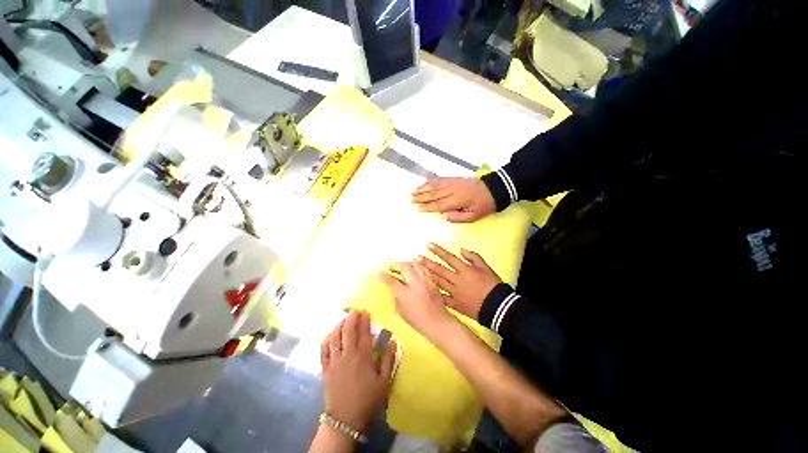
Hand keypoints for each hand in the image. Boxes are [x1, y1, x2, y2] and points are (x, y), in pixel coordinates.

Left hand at [320, 311, 396, 431]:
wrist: (345, 420)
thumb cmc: (367, 400)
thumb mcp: (384, 382)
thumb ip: (388, 360)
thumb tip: (393, 341)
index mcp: (363, 357)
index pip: (363, 333)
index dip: (364, 321)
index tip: (366, 312)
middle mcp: (347, 355)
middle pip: (348, 331)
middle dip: (351, 318)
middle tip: (355, 311)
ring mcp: (334, 361)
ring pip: (334, 337)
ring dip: (339, 325)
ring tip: (344, 319)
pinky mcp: (326, 369)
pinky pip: (324, 350)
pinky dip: (327, 339)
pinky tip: (330, 335)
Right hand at [379, 262, 453, 337]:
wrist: (437, 322)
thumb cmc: (417, 320)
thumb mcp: (401, 311)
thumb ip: (397, 298)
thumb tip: (395, 290)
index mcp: (405, 293)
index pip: (392, 281)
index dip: (384, 276)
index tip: (380, 273)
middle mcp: (415, 284)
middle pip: (404, 268)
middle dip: (396, 266)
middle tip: (393, 268)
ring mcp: (425, 281)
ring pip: (415, 265)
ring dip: (408, 264)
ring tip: (404, 266)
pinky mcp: (432, 281)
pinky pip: (424, 269)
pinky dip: (418, 267)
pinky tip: (416, 269)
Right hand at [411, 178, 495, 222]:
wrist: (494, 189)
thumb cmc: (484, 205)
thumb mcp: (474, 216)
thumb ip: (458, 218)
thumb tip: (444, 216)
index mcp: (456, 201)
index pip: (438, 205)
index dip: (427, 207)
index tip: (417, 208)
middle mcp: (452, 191)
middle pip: (433, 194)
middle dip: (421, 197)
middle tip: (410, 199)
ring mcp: (452, 183)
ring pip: (434, 186)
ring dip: (423, 188)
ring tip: (413, 191)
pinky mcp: (454, 179)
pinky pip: (440, 179)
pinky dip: (431, 181)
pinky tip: (424, 182)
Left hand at [419, 243, 501, 319]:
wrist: (498, 307)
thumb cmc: (493, 285)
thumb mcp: (486, 267)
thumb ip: (473, 257)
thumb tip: (461, 250)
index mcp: (464, 270)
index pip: (448, 258)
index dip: (438, 251)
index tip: (428, 245)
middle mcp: (456, 279)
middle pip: (439, 270)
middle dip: (427, 263)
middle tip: (416, 258)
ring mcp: (454, 292)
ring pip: (438, 282)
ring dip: (427, 275)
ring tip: (417, 270)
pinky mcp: (455, 304)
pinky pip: (443, 298)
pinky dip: (434, 294)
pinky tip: (424, 291)